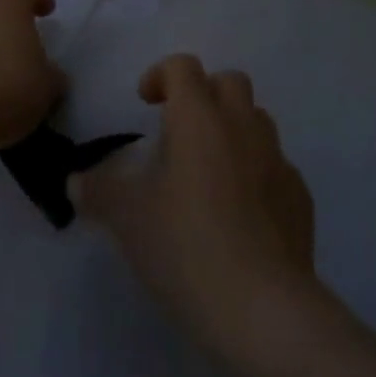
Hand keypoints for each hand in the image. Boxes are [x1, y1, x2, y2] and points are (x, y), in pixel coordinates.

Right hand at [73, 54, 316, 345]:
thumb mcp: (128, 220)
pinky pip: (277, 167)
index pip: (183, 66)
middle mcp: (241, 125)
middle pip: (229, 81)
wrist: (264, 310)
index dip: (161, 75)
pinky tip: (242, 214)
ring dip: (234, 130)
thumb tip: (75, 181)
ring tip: (211, 172)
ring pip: (257, 120)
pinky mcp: (300, 197)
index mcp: (199, 117)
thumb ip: (99, 192)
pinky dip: (258, 174)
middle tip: (181, 131)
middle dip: (204, 94)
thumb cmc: (187, 247)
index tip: (146, 103)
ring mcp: (277, 159)